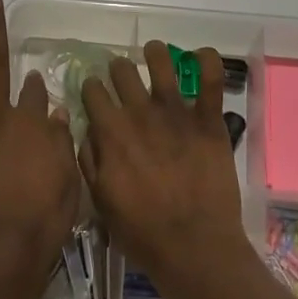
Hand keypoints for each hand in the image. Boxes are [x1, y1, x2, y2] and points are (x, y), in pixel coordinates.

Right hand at [81, 42, 254, 297]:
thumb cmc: (141, 231)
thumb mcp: (99, 201)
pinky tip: (201, 55)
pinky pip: (211, 80)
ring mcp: (176, 113)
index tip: (93, 92)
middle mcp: (140, 113)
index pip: (93, 91)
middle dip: (118, 70)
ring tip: (154, 52)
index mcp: (111, 132)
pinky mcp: (208, 121)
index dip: (91, 88)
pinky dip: (207, 61)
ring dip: (155, 53)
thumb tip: (86, 131)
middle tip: (122, 77)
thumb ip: (89, 160)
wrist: (193, 246)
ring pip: (161, 64)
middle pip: (122, 71)